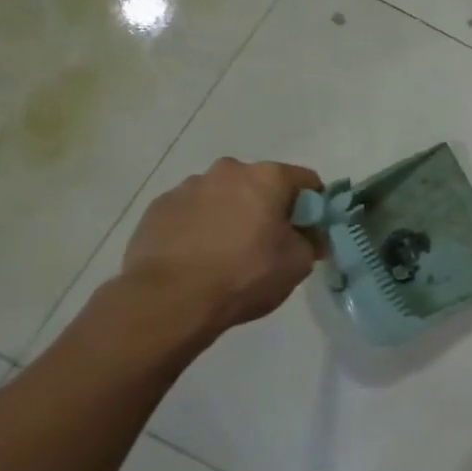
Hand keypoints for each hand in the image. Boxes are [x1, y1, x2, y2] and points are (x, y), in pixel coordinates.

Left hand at [117, 158, 322, 336]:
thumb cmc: (245, 275)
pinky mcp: (158, 207)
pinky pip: (191, 212)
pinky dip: (200, 226)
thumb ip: (311, 241)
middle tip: (268, 243)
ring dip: (232, 214)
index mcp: (267, 177)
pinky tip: (198, 256)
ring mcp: (187, 187)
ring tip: (227, 252)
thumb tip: (308, 235)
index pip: (306, 180)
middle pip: (260, 184)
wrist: (169, 299)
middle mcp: (228, 171)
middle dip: (268, 207)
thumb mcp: (298, 263)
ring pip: (223, 196)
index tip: (309, 231)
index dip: (314, 206)